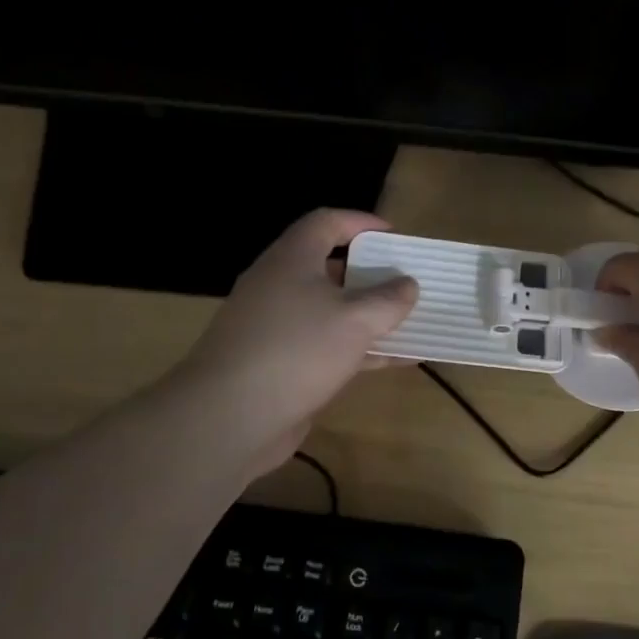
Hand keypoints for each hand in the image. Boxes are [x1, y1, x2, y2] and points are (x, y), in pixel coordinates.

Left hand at [175, 209, 417, 474]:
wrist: (230, 416)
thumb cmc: (297, 350)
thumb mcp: (355, 320)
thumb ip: (387, 300)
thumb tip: (408, 285)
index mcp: (291, 259)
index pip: (326, 222)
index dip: (361, 223)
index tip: (394, 236)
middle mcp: (279, 286)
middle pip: (329, 268)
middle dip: (370, 274)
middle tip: (405, 282)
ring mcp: (276, 327)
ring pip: (329, 311)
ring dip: (368, 316)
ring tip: (409, 321)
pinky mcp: (278, 364)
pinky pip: (326, 346)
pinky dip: (358, 349)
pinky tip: (395, 361)